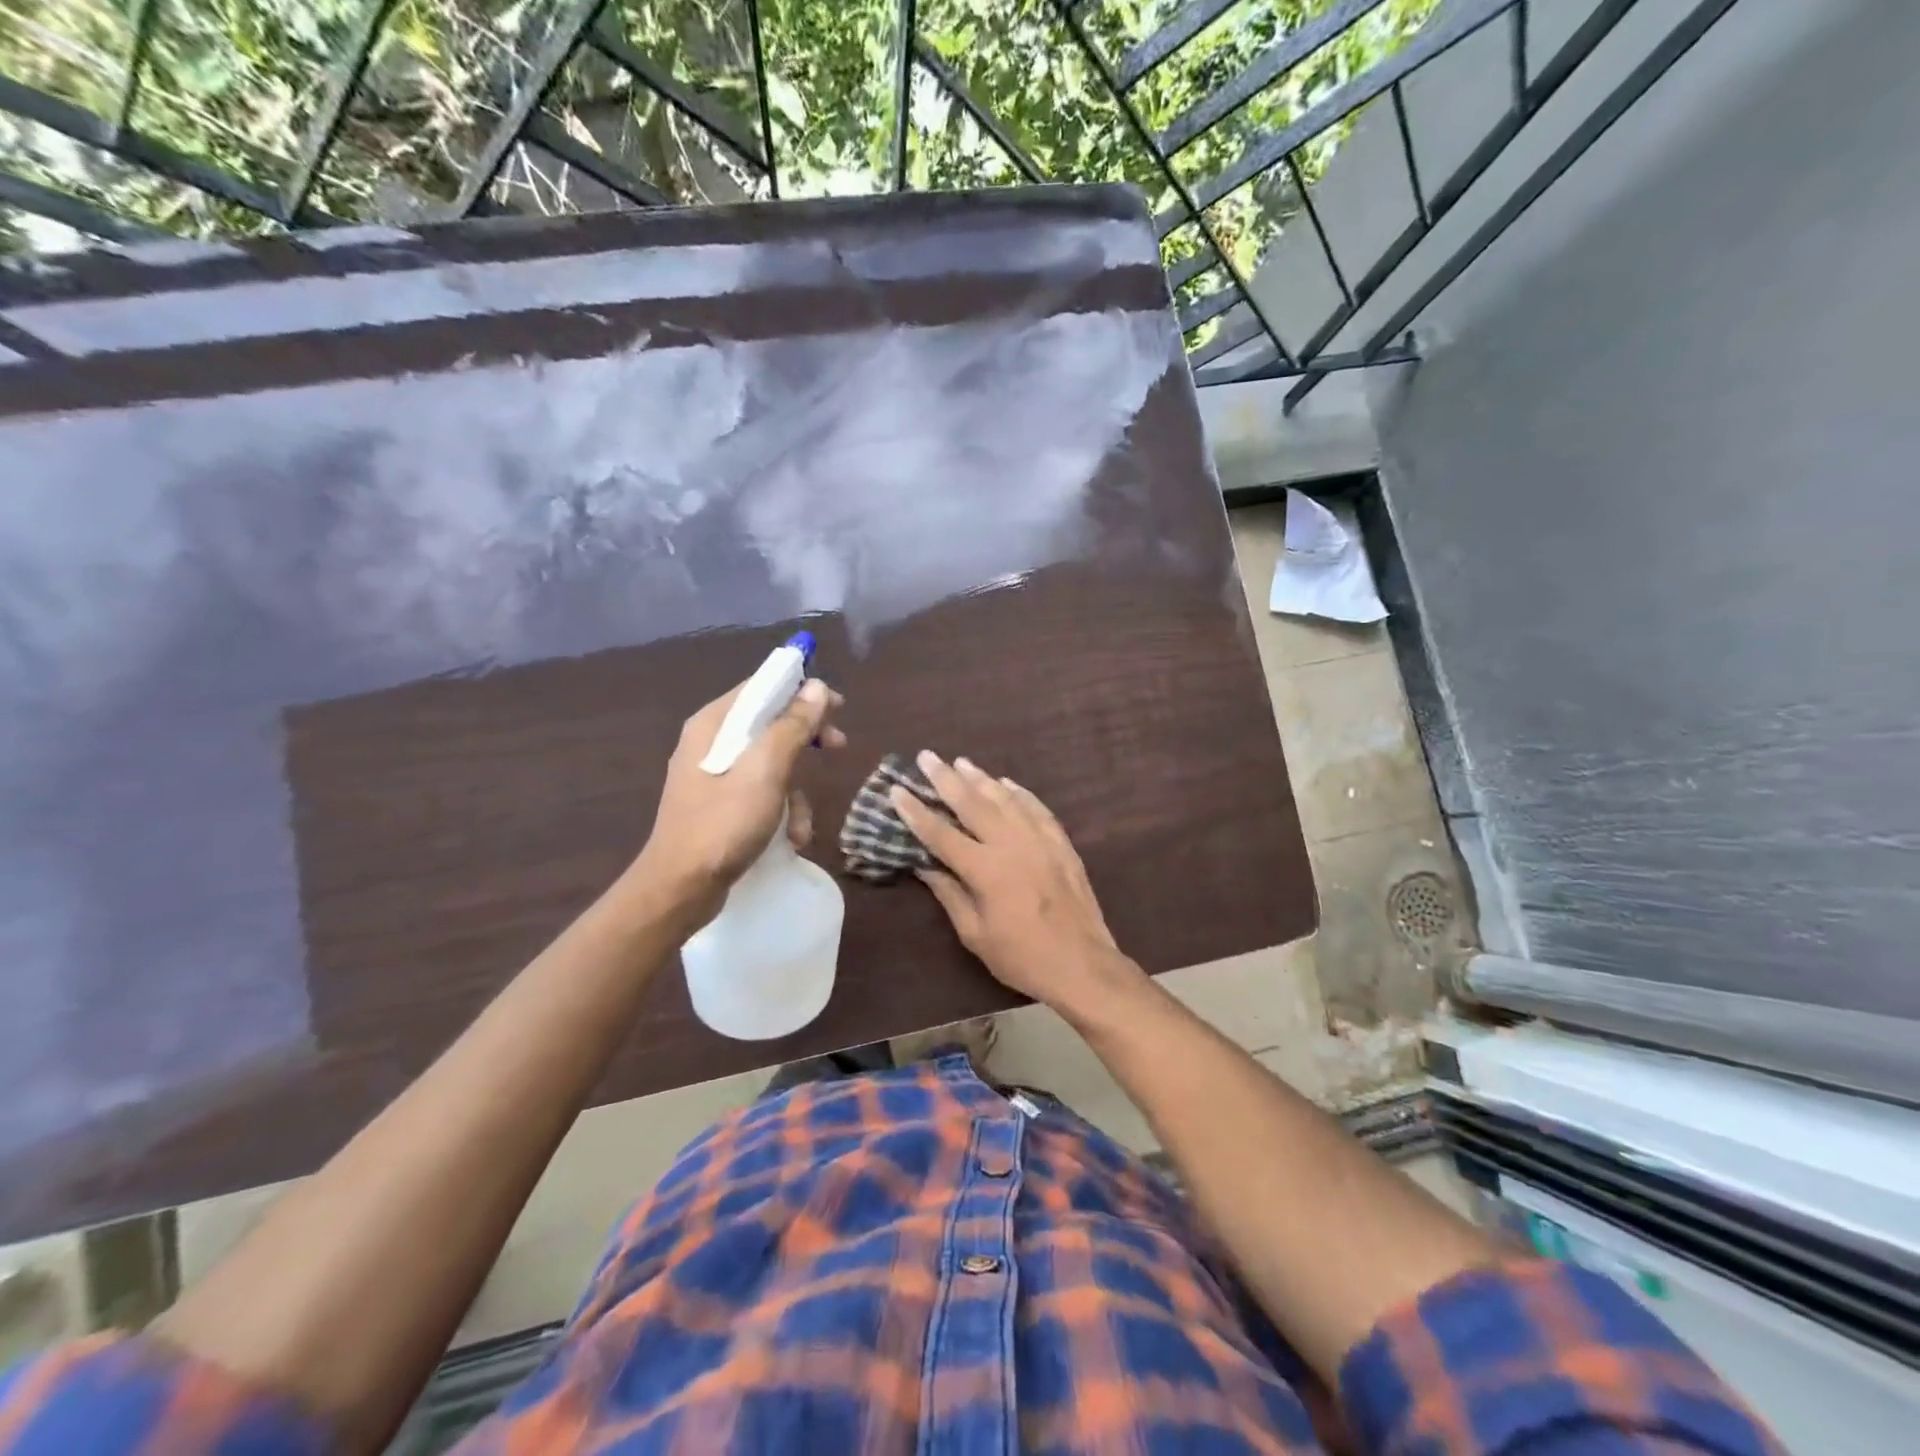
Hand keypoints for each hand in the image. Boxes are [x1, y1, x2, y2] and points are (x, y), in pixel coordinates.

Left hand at [633, 675, 844, 926]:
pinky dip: (781, 812)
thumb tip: (817, 687)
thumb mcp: (765, 772)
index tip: (837, 706)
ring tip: (801, 824)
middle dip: (806, 739)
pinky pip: (762, 793)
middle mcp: (711, 743)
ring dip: (796, 791)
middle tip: (838, 746)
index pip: (762, 687)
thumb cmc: (722, 824)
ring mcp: (715, 777)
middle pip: (770, 723)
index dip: (802, 691)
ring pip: (771, 763)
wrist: (680, 889)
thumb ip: (791, 727)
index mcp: (713, 725)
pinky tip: (791, 839)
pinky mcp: (721, 806)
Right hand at [889, 752, 1146, 1019]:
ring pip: (1006, 799)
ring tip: (961, 762)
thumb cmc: (1022, 958)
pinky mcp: (1061, 844)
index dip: (916, 811)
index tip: (897, 789)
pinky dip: (1020, 793)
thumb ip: (950, 895)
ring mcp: (1040, 840)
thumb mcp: (975, 935)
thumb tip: (924, 866)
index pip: (941, 834)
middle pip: (973, 803)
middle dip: (946, 778)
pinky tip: (1007, 783)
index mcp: (985, 870)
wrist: (1083, 965)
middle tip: (927, 756)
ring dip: (981, 778)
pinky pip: (1037, 808)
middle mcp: (1012, 844)